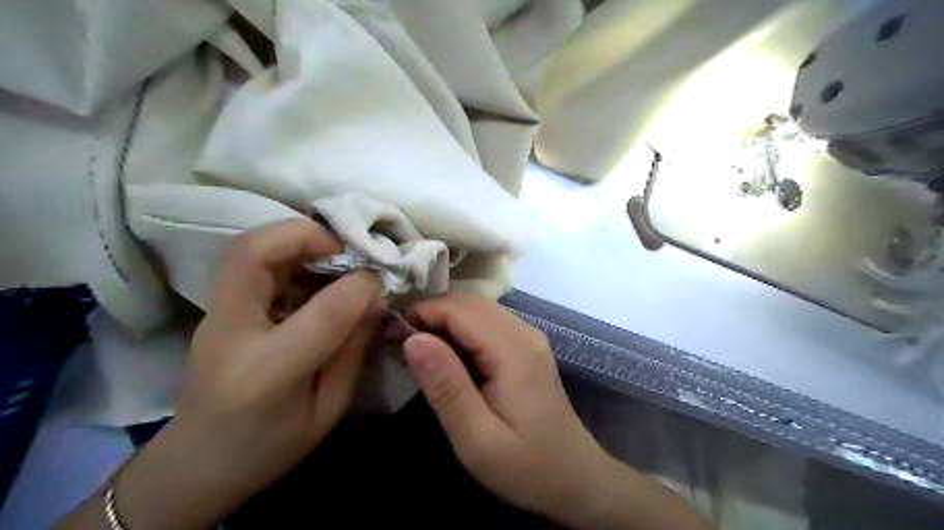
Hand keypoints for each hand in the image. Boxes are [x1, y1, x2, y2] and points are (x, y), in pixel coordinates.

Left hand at [59, 218, 382, 527]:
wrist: (198, 463)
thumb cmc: (270, 447)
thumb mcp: (329, 409)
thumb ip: (354, 350)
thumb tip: (375, 296)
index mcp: (266, 375)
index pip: (321, 313)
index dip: (360, 285)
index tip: (383, 277)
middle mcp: (229, 333)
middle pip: (252, 253)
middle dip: (308, 235)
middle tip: (348, 247)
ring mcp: (214, 315)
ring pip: (246, 247)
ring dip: (297, 239)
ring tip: (336, 255)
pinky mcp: (217, 307)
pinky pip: (250, 260)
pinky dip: (288, 252)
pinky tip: (315, 271)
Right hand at [399, 296, 707, 527]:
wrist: (575, 477)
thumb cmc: (526, 466)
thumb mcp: (477, 438)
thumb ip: (446, 386)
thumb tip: (413, 338)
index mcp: (513, 351)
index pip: (459, 310)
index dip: (421, 313)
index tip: (388, 334)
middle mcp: (524, 332)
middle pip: (469, 302)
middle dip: (429, 313)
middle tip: (395, 339)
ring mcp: (528, 337)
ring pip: (477, 309)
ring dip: (443, 318)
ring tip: (413, 344)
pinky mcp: (526, 346)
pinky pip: (487, 323)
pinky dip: (459, 328)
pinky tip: (444, 351)